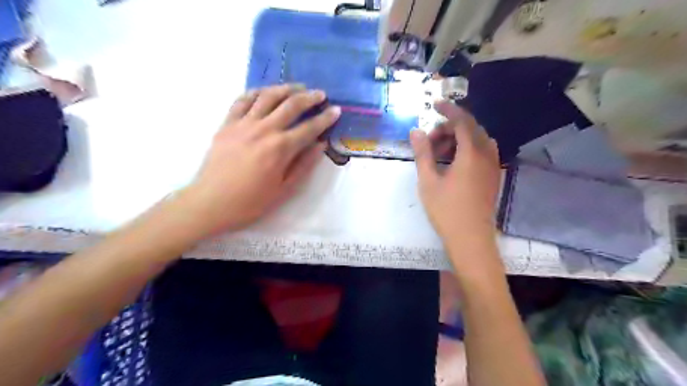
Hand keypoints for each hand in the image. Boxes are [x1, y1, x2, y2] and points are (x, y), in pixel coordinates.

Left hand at [180, 83, 339, 235]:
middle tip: (321, 94)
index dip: (325, 118)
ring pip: (268, 96)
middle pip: (291, 105)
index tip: (336, 110)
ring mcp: (243, 124)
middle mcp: (264, 129)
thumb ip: (304, 165)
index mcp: (281, 148)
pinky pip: (242, 100)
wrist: (210, 203)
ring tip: (297, 87)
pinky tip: (265, 92)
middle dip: (309, 97)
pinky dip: (256, 92)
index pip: (309, 128)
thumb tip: (320, 145)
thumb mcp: (284, 189)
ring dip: (285, 89)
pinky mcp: (227, 124)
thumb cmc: (251, 201)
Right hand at [410, 101, 502, 258]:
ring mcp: (493, 167)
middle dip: (450, 127)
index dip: (448, 110)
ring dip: (459, 138)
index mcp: (471, 153)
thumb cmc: (446, 210)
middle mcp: (487, 155)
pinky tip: (454, 162)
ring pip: (478, 140)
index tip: (435, 104)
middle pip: (471, 129)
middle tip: (430, 139)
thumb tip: (415, 131)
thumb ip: (422, 153)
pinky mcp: (493, 177)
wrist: (471, 239)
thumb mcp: (428, 180)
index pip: (462, 121)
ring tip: (440, 152)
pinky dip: (468, 148)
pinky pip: (483, 152)